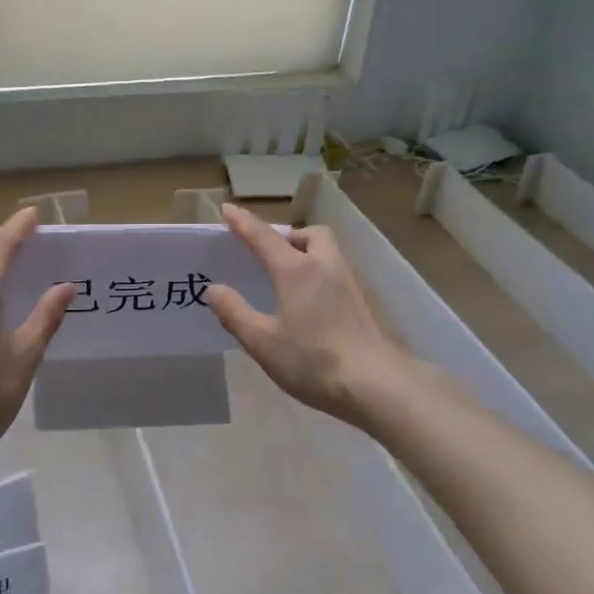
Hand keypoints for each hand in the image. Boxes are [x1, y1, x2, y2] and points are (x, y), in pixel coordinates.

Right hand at [207, 202, 412, 426]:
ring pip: (330, 252)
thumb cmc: (315, 361)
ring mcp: (354, 282)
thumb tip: (214, 289)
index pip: (264, 236)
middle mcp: (327, 265)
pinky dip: (326, 278)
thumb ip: (235, 313)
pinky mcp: (370, 302)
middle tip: (274, 255)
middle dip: (290, 236)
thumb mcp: (263, 343)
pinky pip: (342, 275)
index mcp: (296, 270)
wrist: (380, 384)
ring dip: (311, 254)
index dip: (243, 222)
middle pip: (311, 234)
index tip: (227, 209)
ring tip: (295, 282)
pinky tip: (321, 308)